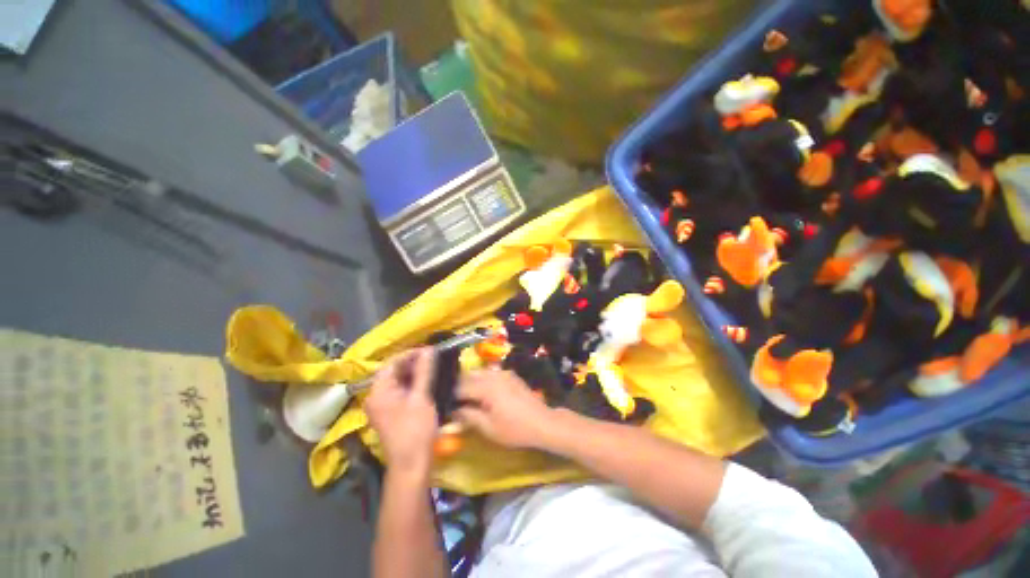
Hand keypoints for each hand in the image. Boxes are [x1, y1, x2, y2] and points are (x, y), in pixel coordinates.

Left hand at [365, 348, 437, 477]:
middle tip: (433, 358)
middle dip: (413, 363)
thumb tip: (429, 350)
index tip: (429, 350)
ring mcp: (382, 406)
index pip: (391, 363)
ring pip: (397, 381)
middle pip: (393, 372)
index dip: (410, 354)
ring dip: (414, 373)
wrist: (411, 464)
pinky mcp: (390, 413)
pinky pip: (399, 391)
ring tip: (432, 367)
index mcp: (378, 392)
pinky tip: (426, 381)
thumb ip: (424, 371)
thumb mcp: (421, 397)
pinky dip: (412, 384)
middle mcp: (375, 397)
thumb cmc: (415, 430)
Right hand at [454, 368, 556, 449]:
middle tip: (454, 401)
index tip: (445, 404)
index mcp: (486, 387)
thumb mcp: (489, 428)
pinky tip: (483, 393)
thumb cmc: (514, 429)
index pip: (461, 387)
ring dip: (471, 382)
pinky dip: (483, 380)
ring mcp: (503, 373)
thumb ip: (469, 416)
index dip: (451, 396)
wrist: (541, 422)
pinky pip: (491, 374)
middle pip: (470, 375)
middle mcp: (494, 375)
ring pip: (480, 372)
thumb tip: (454, 410)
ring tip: (467, 398)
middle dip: (460, 386)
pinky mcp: (510, 375)